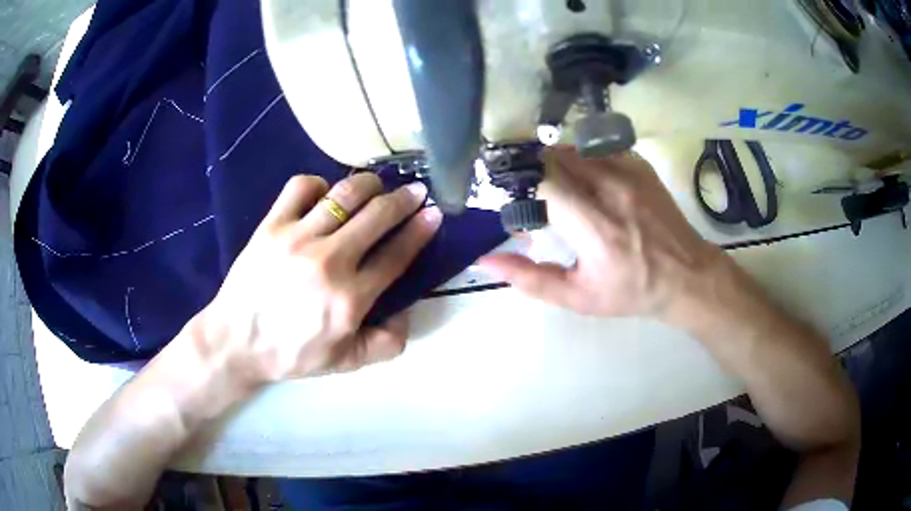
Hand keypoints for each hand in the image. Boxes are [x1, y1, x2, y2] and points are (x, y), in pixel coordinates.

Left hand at [200, 173, 441, 385]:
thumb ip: (386, 344)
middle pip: (377, 216)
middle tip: (415, 192)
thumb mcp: (346, 363)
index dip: (420, 230)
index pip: (396, 255)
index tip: (433, 214)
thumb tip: (407, 312)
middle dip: (404, 199)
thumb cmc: (291, 354)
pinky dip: (318, 183)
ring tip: (377, 185)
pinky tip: (324, 194)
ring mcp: (297, 238)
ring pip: (344, 195)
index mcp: (350, 298)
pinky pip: (301, 188)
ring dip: (369, 184)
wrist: (236, 342)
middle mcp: (329, 261)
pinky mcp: (271, 225)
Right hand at [480, 147, 721, 319]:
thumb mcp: (577, 297)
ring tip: (559, 190)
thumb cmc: (630, 291)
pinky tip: (587, 182)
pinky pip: (596, 148)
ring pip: (573, 148)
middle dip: (534, 172)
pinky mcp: (639, 164)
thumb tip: (485, 260)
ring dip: (555, 165)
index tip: (513, 199)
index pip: (543, 182)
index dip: (519, 184)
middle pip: (554, 157)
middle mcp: (612, 190)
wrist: (686, 275)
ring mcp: (629, 172)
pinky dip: (581, 160)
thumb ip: (530, 278)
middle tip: (533, 196)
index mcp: (596, 229)